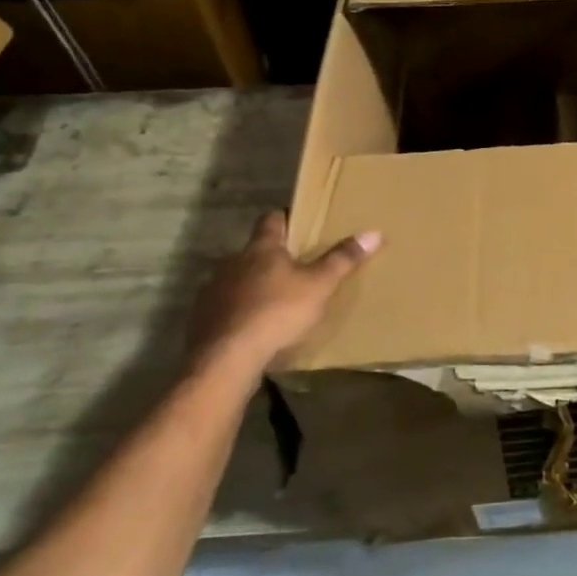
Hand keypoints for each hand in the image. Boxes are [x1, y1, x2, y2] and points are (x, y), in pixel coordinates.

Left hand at [186, 210, 379, 375]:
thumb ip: (343, 260)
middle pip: (254, 251)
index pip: (272, 220)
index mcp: (262, 249)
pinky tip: (252, 328)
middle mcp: (233, 262)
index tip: (299, 223)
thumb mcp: (319, 286)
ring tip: (275, 302)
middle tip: (295, 269)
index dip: (286, 218)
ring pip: (237, 279)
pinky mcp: (203, 317)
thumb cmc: (277, 312)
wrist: (226, 357)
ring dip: (253, 286)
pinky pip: (224, 307)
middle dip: (272, 258)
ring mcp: (213, 290)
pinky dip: (238, 311)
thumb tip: (373, 232)